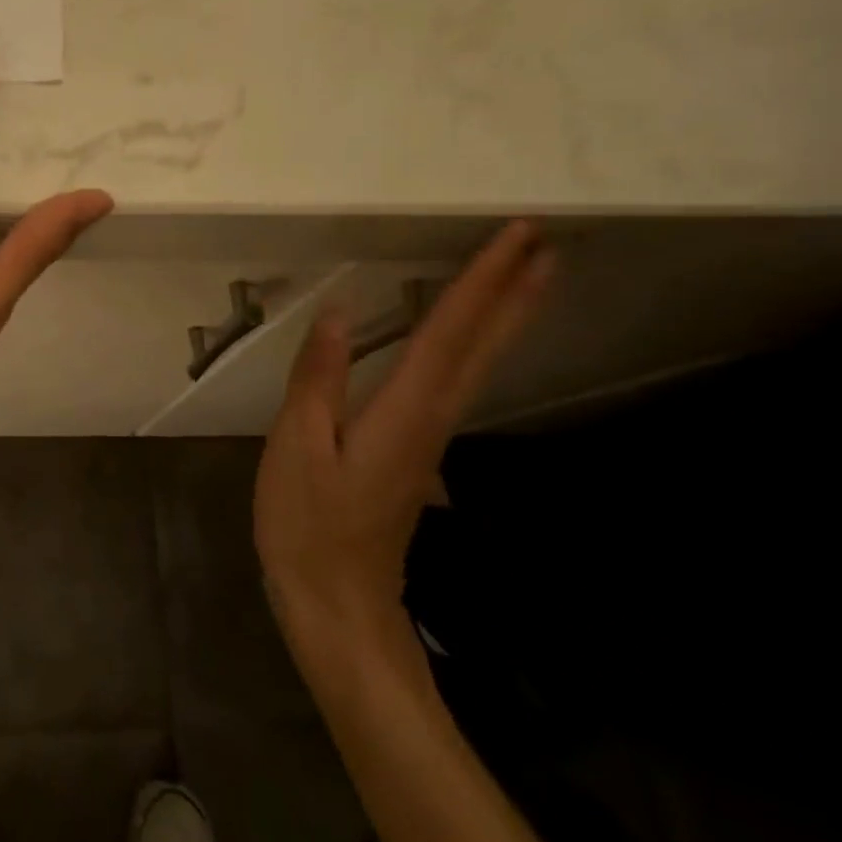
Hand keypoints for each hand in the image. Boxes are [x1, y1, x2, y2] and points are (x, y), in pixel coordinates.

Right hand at [255, 221, 554, 677]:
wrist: (337, 603)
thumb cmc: (308, 525)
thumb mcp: (295, 447)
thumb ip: (318, 379)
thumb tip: (336, 313)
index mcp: (404, 412)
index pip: (448, 334)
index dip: (480, 283)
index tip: (517, 237)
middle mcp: (432, 419)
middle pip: (482, 348)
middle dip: (514, 294)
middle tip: (545, 244)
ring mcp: (429, 439)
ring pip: (478, 366)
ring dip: (504, 318)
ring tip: (524, 279)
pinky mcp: (417, 452)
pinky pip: (456, 383)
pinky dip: (474, 349)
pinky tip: (465, 342)